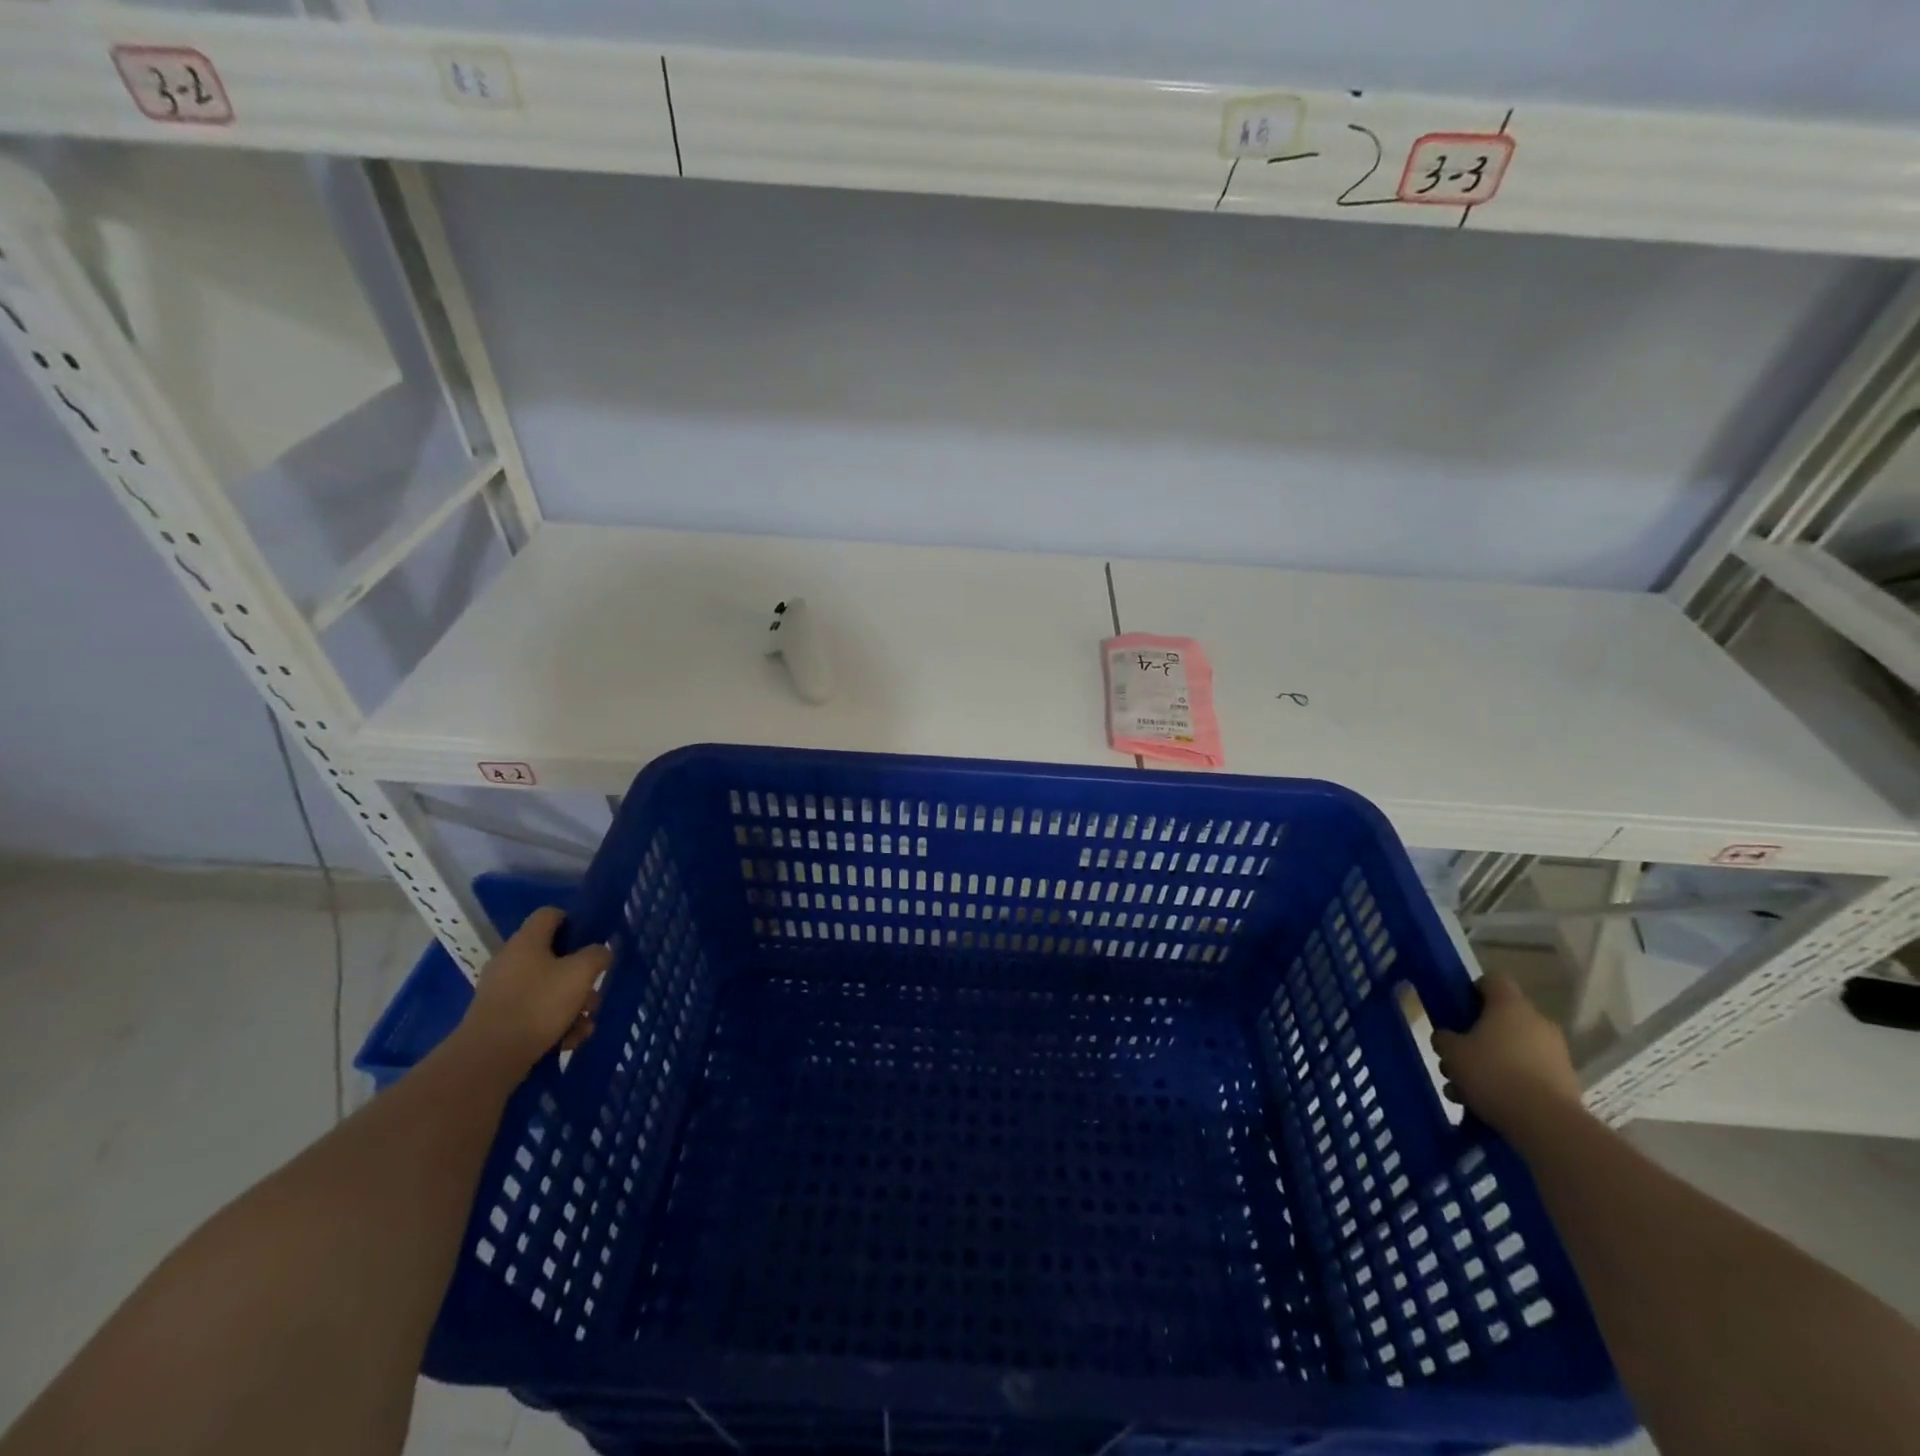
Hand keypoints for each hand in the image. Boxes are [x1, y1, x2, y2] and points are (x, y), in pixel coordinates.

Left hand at [457, 907, 610, 1073]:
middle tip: (594, 995)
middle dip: (580, 977)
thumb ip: (597, 955)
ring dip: (572, 1005)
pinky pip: (534, 1012)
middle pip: (554, 957)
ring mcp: (501, 992)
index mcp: (527, 941)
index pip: (550, 914)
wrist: (489, 1058)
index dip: (574, 921)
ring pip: (548, 988)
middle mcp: (510, 961)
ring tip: (584, 1026)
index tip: (592, 941)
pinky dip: (554, 1023)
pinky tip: (568, 1041)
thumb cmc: (538, 1005)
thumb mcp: (581, 973)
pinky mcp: (498, 1019)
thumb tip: (600, 952)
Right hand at [1431, 975, 1581, 1135]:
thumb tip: (1448, 1038)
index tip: (1457, 1008)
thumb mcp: (1451, 1052)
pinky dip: (1509, 1084)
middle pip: (1501, 1020)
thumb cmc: (1492, 1073)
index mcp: (1511, 1006)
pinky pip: (1529, 1075)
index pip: (1493, 980)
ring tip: (1465, 1091)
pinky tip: (1487, 1105)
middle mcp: (1538, 1023)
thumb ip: (1445, 1039)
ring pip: (1513, 1050)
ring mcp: (1556, 1054)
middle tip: (1455, 1058)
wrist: (1547, 1124)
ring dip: (1490, 1065)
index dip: (1472, 989)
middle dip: (1476, 1038)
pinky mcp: (1566, 1083)